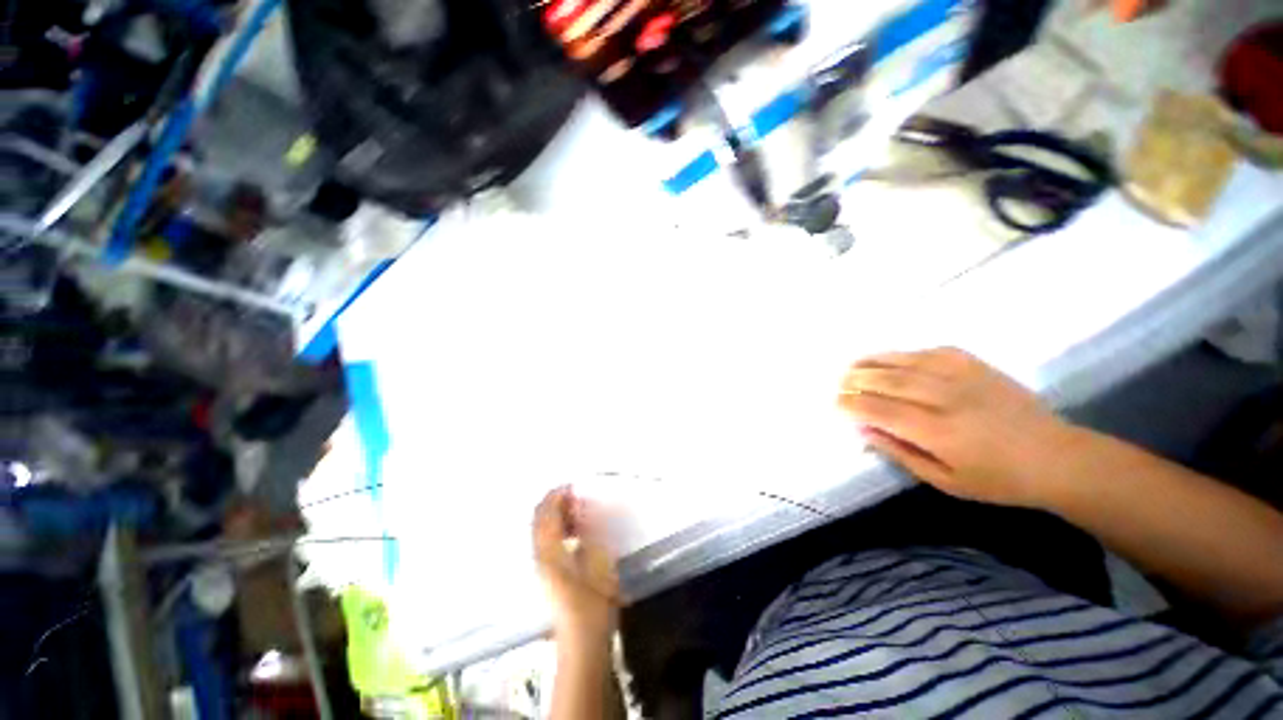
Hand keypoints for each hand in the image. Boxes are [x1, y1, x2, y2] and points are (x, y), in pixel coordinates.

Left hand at [533, 487, 620, 645]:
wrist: (582, 640)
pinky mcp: (547, 574)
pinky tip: (575, 532)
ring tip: (579, 512)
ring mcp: (541, 565)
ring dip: (558, 516)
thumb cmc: (593, 600)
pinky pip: (547, 541)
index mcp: (549, 550)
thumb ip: (590, 530)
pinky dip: (558, 529)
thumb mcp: (598, 559)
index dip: (557, 495)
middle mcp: (539, 554)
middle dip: (556, 503)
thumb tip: (585, 507)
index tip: (573, 485)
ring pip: (542, 530)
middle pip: (540, 520)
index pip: (546, 513)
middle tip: (577, 496)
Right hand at [838, 348, 1080, 508]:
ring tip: (853, 364)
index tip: (835, 403)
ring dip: (875, 362)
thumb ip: (901, 453)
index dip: (854, 405)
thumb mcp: (945, 481)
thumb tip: (865, 432)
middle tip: (838, 382)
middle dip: (857, 380)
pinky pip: (933, 352)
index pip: (882, 411)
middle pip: (890, 382)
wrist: (1056, 457)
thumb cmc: (998, 480)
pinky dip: (907, 353)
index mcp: (938, 432)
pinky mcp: (977, 366)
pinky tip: (893, 357)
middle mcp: (946, 399)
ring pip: (907, 362)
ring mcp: (963, 378)